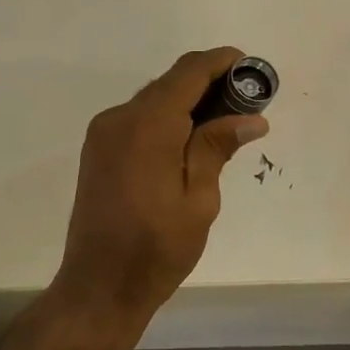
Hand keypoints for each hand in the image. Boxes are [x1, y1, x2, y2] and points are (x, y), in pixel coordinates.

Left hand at [51, 48, 268, 334]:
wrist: (99, 287)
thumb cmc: (156, 249)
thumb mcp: (198, 201)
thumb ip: (216, 149)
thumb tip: (250, 118)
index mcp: (146, 126)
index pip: (188, 73)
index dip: (222, 62)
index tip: (252, 68)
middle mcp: (118, 119)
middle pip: (169, 83)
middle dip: (209, 84)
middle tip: (247, 105)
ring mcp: (103, 134)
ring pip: (153, 101)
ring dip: (188, 102)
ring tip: (224, 125)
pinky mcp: (98, 151)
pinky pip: (138, 120)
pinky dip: (167, 119)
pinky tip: (190, 142)